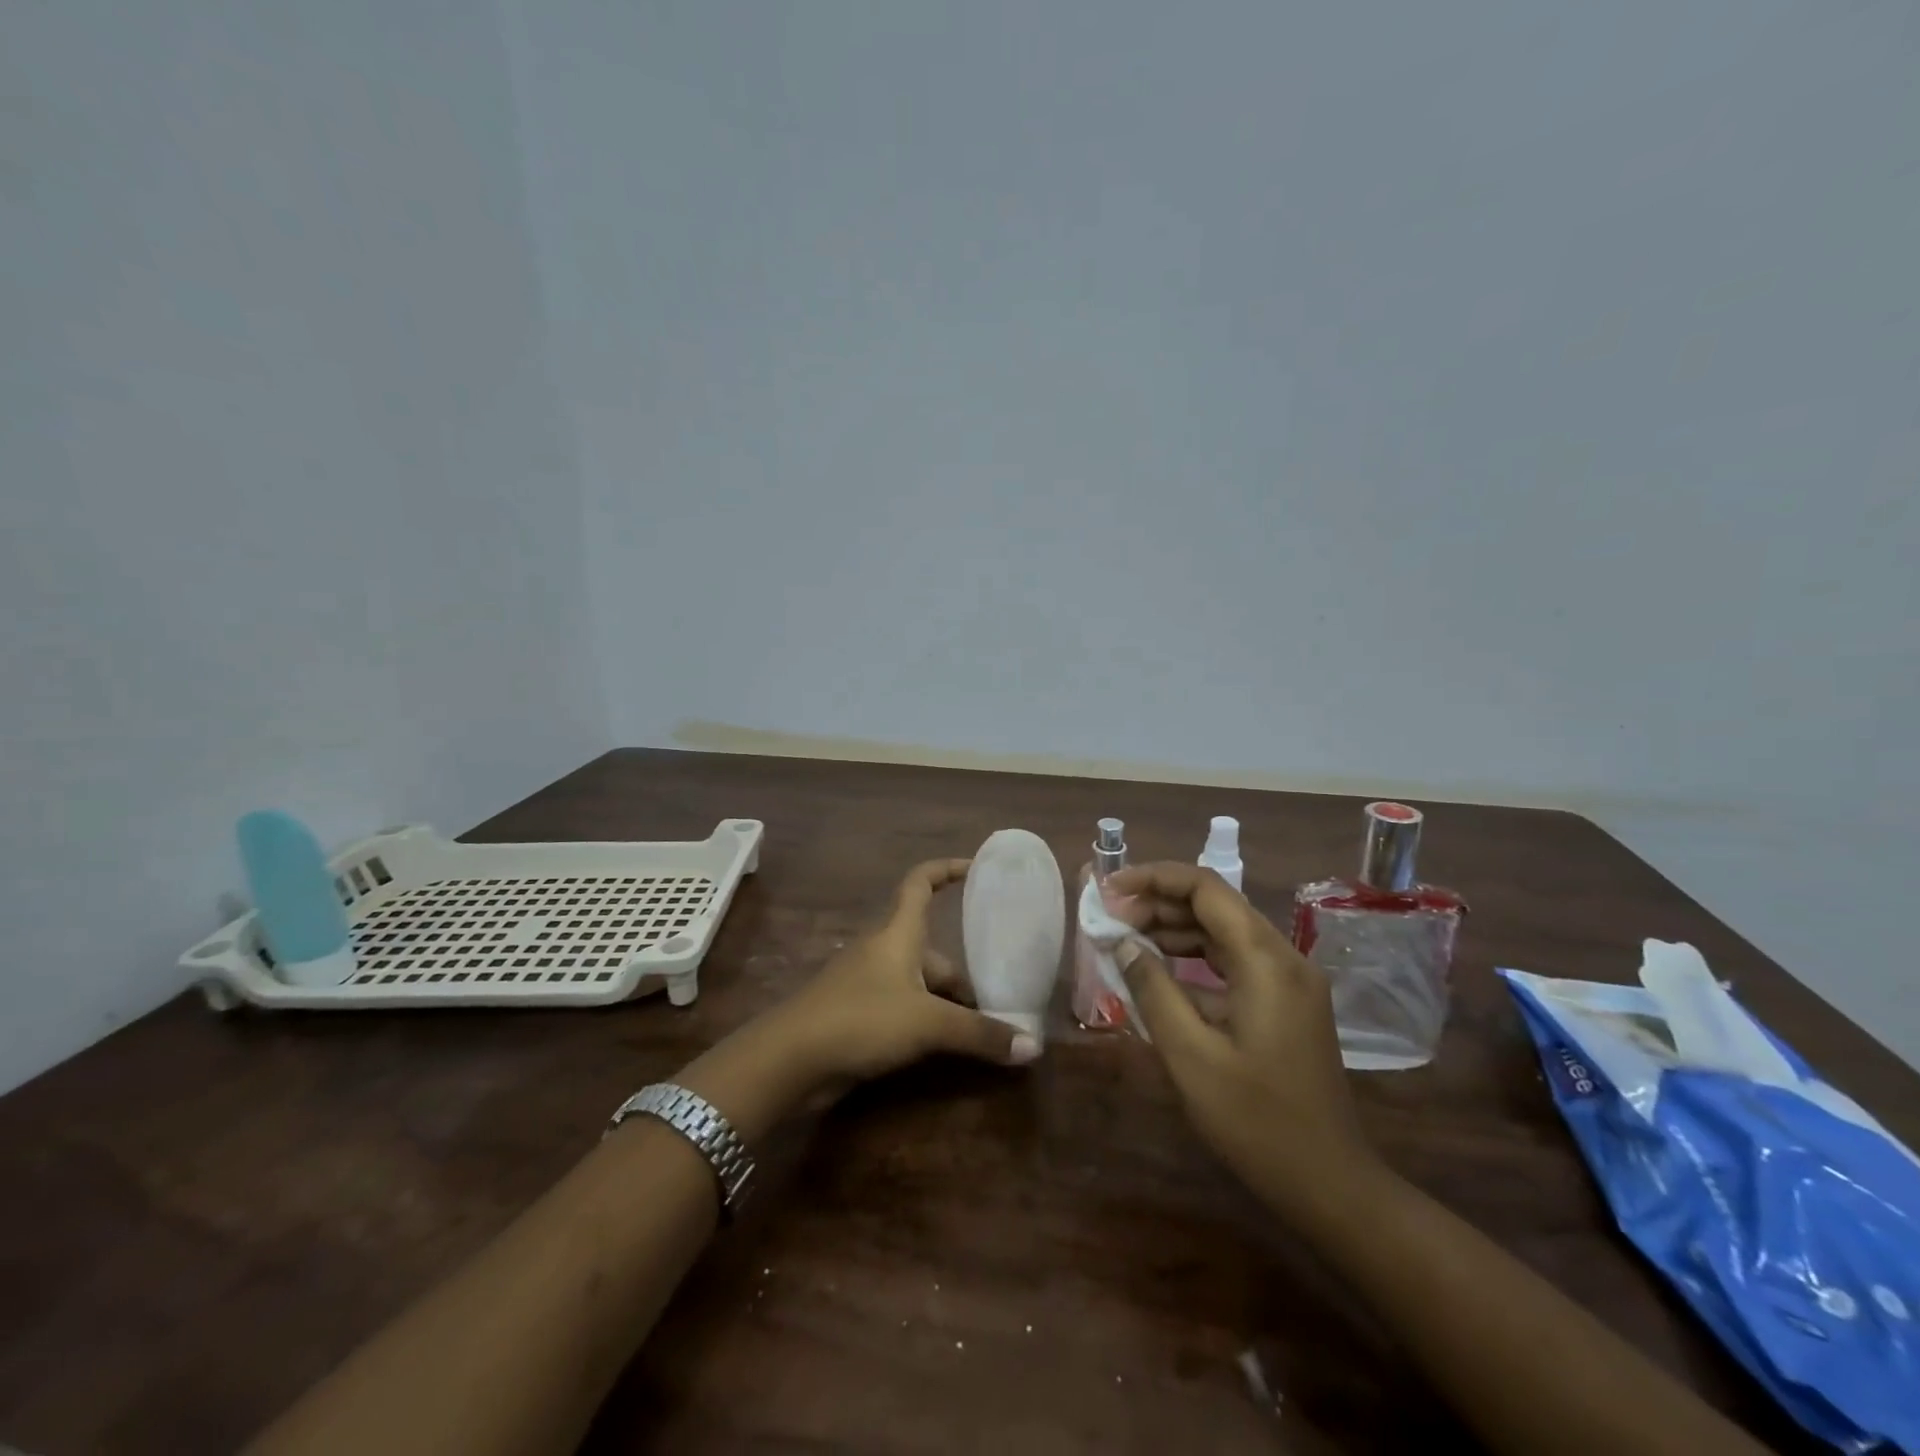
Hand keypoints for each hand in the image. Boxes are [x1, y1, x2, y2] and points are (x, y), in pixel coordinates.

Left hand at [776, 858, 1042, 1090]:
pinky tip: (945, 1047)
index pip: (921, 882)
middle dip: (964, 973)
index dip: (947, 869)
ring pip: (919, 982)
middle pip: (932, 948)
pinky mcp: (857, 1014)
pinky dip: (926, 1020)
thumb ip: (979, 1034)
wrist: (790, 1058)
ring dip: (947, 1002)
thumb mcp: (928, 1023)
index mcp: (898, 933)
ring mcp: (867, 982)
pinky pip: (903, 1007)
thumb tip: (1032, 1047)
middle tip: (1000, 999)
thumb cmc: (862, 1018)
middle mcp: (883, 950)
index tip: (977, 869)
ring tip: (982, 1029)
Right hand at [1106, 862, 1379, 1222]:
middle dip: (1158, 903)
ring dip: (1173, 929)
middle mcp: (1283, 957)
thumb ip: (1153, 989)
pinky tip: (1159, 972)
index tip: (1109, 888)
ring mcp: (1289, 980)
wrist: (1330, 1184)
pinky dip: (1194, 958)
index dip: (1153, 878)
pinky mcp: (1286, 1001)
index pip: (1205, 888)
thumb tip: (1122, 943)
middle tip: (1109, 918)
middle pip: (1214, 905)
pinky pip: (1233, 961)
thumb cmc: (1257, 1122)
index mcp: (1266, 961)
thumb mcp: (1191, 1055)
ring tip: (1125, 939)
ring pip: (1223, 931)